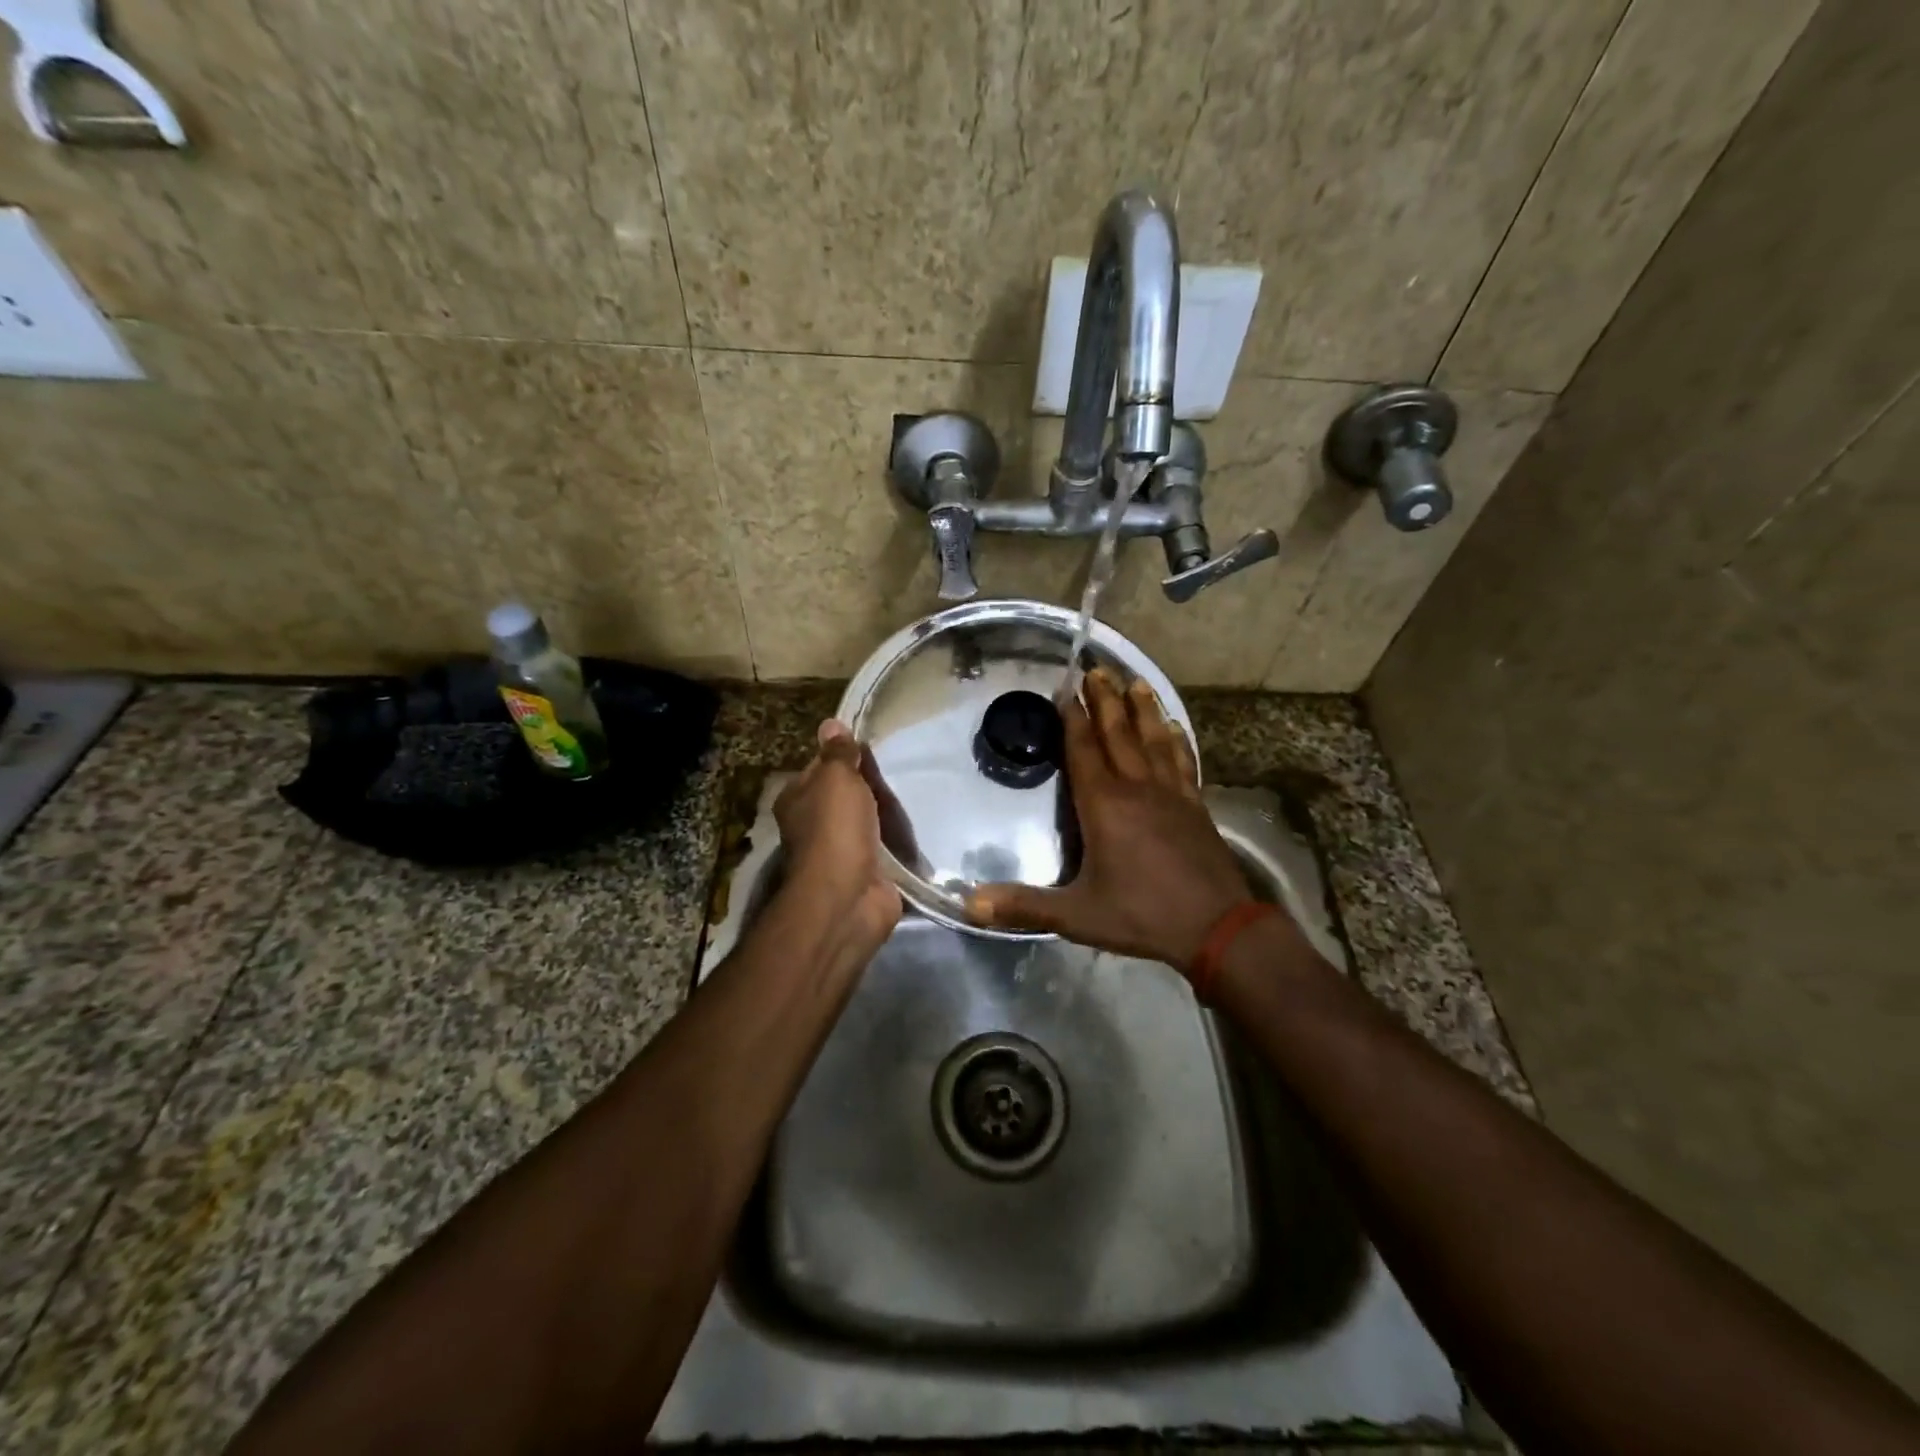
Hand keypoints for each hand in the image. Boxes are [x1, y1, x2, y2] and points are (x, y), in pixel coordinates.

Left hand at [774, 720, 901, 960]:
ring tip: (916, 793)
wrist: (849, 897)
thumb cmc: (836, 829)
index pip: (820, 768)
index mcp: (797, 800)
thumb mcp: (836, 778)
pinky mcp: (866, 872)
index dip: (843, 756)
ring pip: (866, 822)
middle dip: (870, 785)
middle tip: (902, 768)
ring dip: (885, 813)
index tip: (873, 748)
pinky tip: (918, 827)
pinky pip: (884, 848)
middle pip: (845, 796)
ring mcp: (840, 852)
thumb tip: (830, 724)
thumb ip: (838, 753)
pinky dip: (897, 841)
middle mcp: (813, 825)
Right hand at [967, 671, 1258, 973]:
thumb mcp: (1077, 916)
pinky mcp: (1196, 806)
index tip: (1067, 688)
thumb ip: (1024, 906)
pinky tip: (1177, 727)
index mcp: (1105, 806)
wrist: (1218, 929)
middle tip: (1097, 668)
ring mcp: (1172, 794)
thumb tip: (970, 904)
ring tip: (1136, 681)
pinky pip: (1184, 761)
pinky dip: (1178, 740)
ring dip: (1143, 709)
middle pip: (1119, 733)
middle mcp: (1138, 789)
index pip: (1085, 750)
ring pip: (1155, 740)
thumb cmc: (1142, 916)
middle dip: (1106, 699)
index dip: (1074, 718)